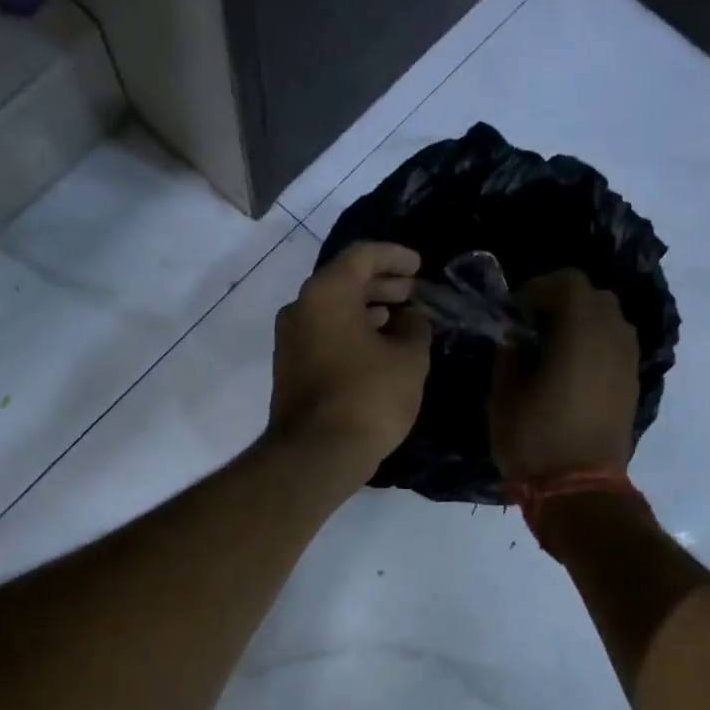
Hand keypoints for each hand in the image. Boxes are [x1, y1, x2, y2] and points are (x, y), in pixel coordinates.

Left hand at [268, 242, 431, 480]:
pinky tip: (378, 347)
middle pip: (344, 281)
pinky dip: (351, 331)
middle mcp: (300, 307)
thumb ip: (415, 328)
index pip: (362, 256)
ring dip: (368, 309)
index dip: (395, 256)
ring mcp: (289, 339)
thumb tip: (411, 318)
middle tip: (413, 292)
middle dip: (382, 284)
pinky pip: (324, 334)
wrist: (317, 453)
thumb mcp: (409, 358)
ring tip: (402, 320)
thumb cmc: (368, 396)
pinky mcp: (289, 367)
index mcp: (326, 292)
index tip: (420, 266)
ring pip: (333, 309)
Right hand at [489, 270, 639, 483]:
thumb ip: (509, 353)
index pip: (566, 282)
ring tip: (551, 350)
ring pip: (609, 319)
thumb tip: (516, 337)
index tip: (512, 315)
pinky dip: (594, 344)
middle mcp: (612, 336)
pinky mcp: (632, 383)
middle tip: (530, 328)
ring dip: (580, 323)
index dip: (535, 290)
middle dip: (560, 302)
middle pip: (593, 295)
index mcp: (580, 332)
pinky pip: (615, 345)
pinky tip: (570, 371)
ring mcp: (628, 360)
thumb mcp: (503, 394)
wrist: (580, 490)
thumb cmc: (534, 439)